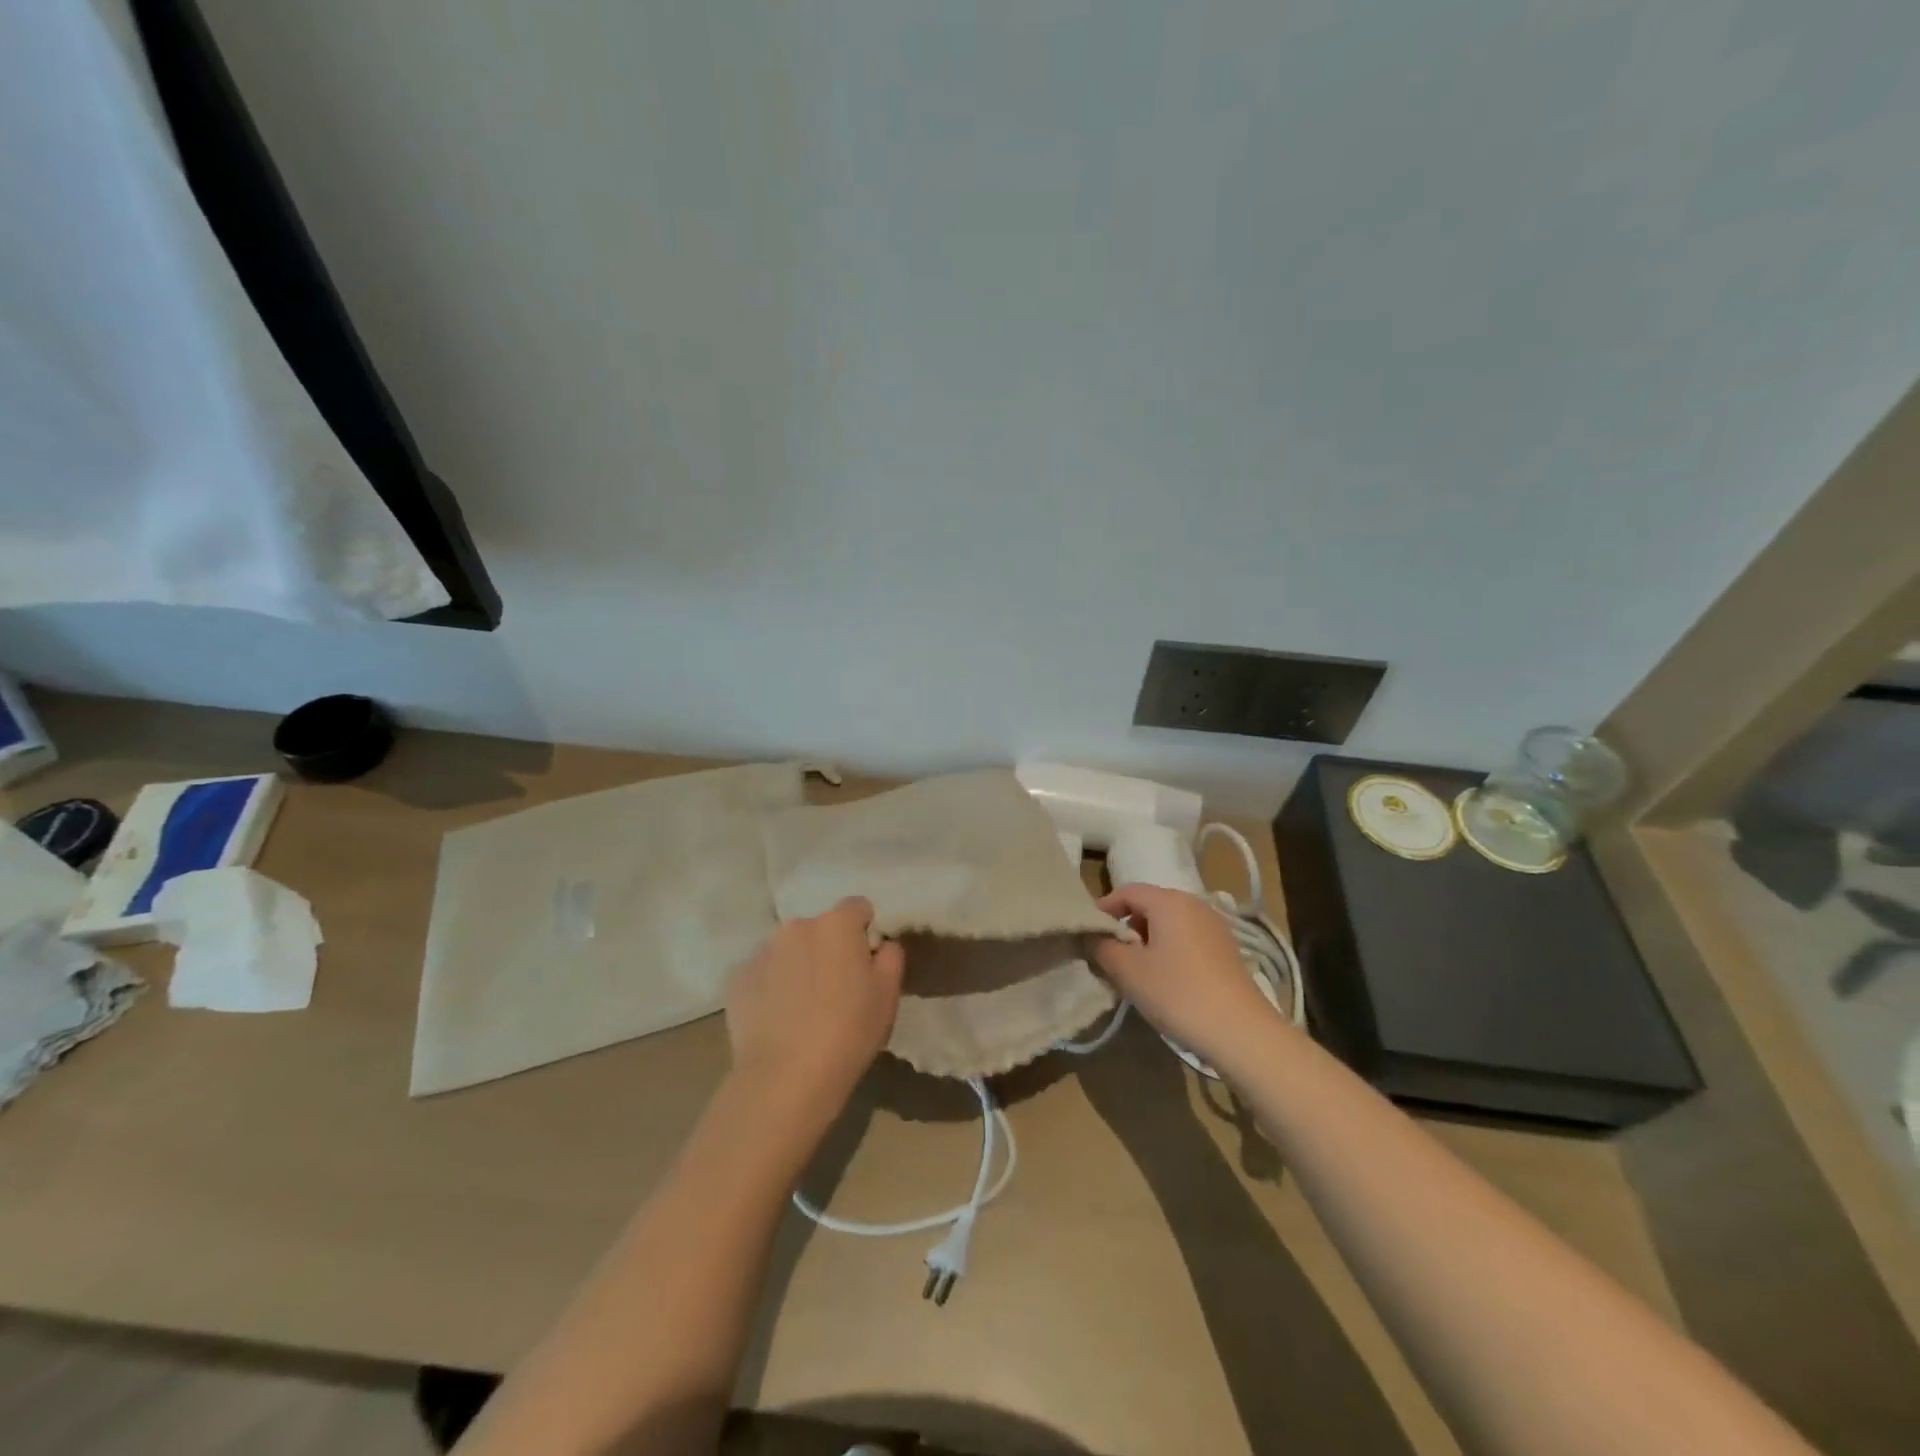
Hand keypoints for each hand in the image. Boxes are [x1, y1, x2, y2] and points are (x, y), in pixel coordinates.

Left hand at [725, 897, 903, 1111]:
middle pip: (820, 928)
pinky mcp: (737, 978)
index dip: (864, 931)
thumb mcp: (888, 994)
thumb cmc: (849, 1031)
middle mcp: (797, 926)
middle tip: (835, 989)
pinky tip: (777, 1019)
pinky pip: (762, 973)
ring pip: (789, 949)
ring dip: (798, 965)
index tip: (865, 962)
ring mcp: (762, 950)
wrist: (785, 1077)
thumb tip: (881, 943)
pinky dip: (771, 986)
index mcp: (837, 924)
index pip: (858, 907)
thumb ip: (891, 956)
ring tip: (802, 1007)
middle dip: (828, 948)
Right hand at [1093, 884, 1285, 1071]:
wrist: (1241, 1032)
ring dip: (1148, 940)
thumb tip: (1092, 935)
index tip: (1088, 932)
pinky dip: (1169, 950)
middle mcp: (1194, 904)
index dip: (1103, 908)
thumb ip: (1102, 947)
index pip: (1127, 891)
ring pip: (1169, 923)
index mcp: (1169, 901)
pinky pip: (1187, 938)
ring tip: (1136, 970)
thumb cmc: (1178, 993)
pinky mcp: (1226, 949)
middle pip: (1149, 905)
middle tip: (1109, 954)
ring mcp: (1214, 926)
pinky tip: (1166, 980)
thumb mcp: (1128, 971)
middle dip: (1126, 926)